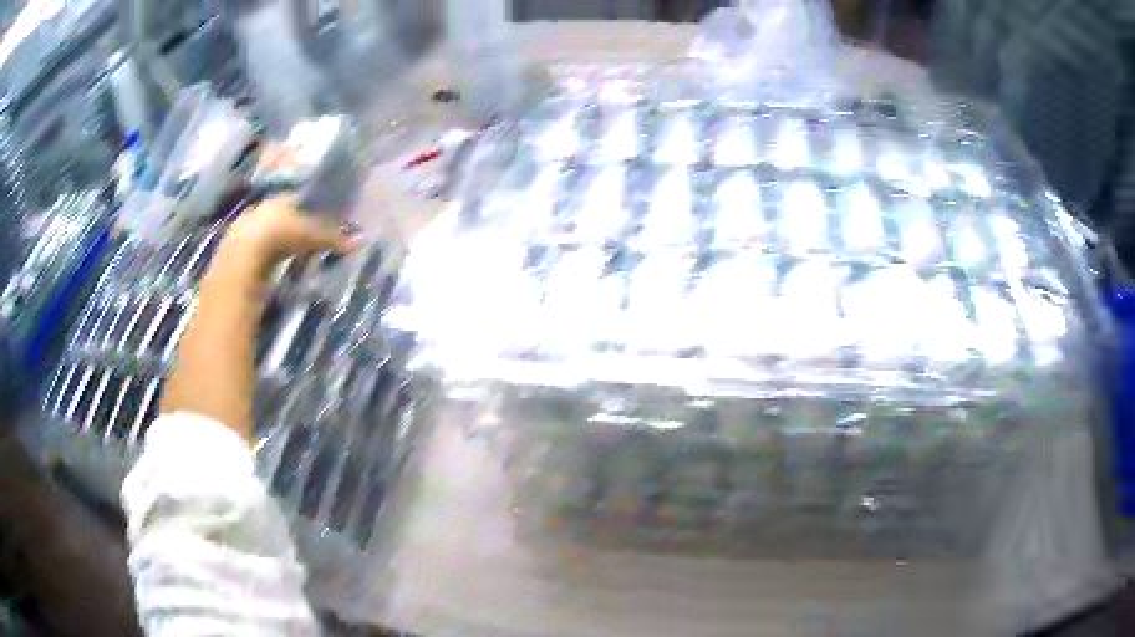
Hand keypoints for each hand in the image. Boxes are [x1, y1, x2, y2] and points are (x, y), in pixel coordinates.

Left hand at [220, 197, 357, 277]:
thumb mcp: (311, 237)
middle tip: (303, 240)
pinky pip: (254, 252)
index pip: (296, 200)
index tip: (317, 220)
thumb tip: (360, 241)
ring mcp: (245, 229)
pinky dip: (263, 258)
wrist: (242, 257)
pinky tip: (269, 268)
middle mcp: (262, 209)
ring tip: (287, 256)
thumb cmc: (280, 236)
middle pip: (279, 216)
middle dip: (289, 226)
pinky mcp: (235, 251)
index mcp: (280, 199)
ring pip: (265, 233)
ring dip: (274, 243)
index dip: (307, 210)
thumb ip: (333, 238)